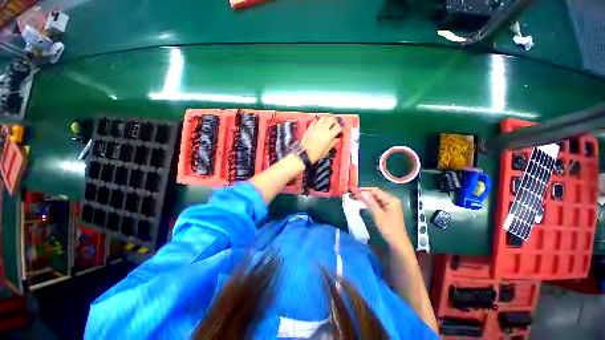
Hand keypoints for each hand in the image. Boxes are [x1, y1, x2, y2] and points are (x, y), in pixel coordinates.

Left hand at [300, 117, 341, 162]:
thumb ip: (333, 143)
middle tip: (334, 124)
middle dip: (334, 121)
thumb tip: (337, 139)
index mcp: (329, 135)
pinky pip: (316, 121)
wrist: (305, 153)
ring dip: (327, 120)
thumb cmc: (316, 154)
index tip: (339, 130)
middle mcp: (323, 129)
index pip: (338, 127)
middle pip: (332, 120)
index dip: (339, 128)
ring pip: (324, 118)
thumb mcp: (326, 150)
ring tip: (327, 123)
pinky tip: (319, 124)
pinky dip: (319, 121)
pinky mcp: (310, 127)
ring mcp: (316, 127)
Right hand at [356, 187, 408, 246]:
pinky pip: (378, 203)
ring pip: (377, 198)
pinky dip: (371, 203)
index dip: (365, 190)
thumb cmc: (388, 228)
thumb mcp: (377, 214)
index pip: (376, 191)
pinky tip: (364, 203)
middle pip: (376, 193)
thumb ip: (370, 202)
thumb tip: (361, 192)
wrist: (397, 242)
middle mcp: (392, 200)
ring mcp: (391, 205)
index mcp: (391, 200)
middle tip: (354, 194)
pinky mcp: (388, 210)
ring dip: (367, 198)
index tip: (354, 191)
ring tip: (356, 197)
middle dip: (365, 193)